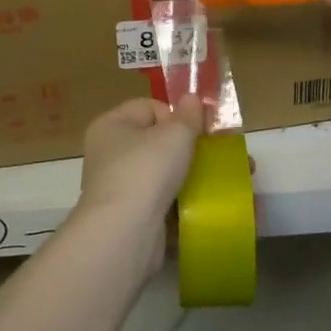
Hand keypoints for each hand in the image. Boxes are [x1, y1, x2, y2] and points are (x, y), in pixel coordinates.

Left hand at [77, 96, 204, 239]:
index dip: (176, 115)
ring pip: (163, 173)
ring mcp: (119, 186)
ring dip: (190, 174)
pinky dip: (182, 201)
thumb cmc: (147, 170)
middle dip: (189, 146)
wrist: (125, 232)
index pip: (149, 107)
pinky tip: (205, 204)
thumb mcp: (175, 134)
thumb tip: (191, 98)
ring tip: (220, 179)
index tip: (196, 131)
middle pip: (157, 141)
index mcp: (111, 125)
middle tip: (217, 154)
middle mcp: (109, 153)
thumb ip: (188, 115)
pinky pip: (162, 200)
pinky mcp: (131, 215)